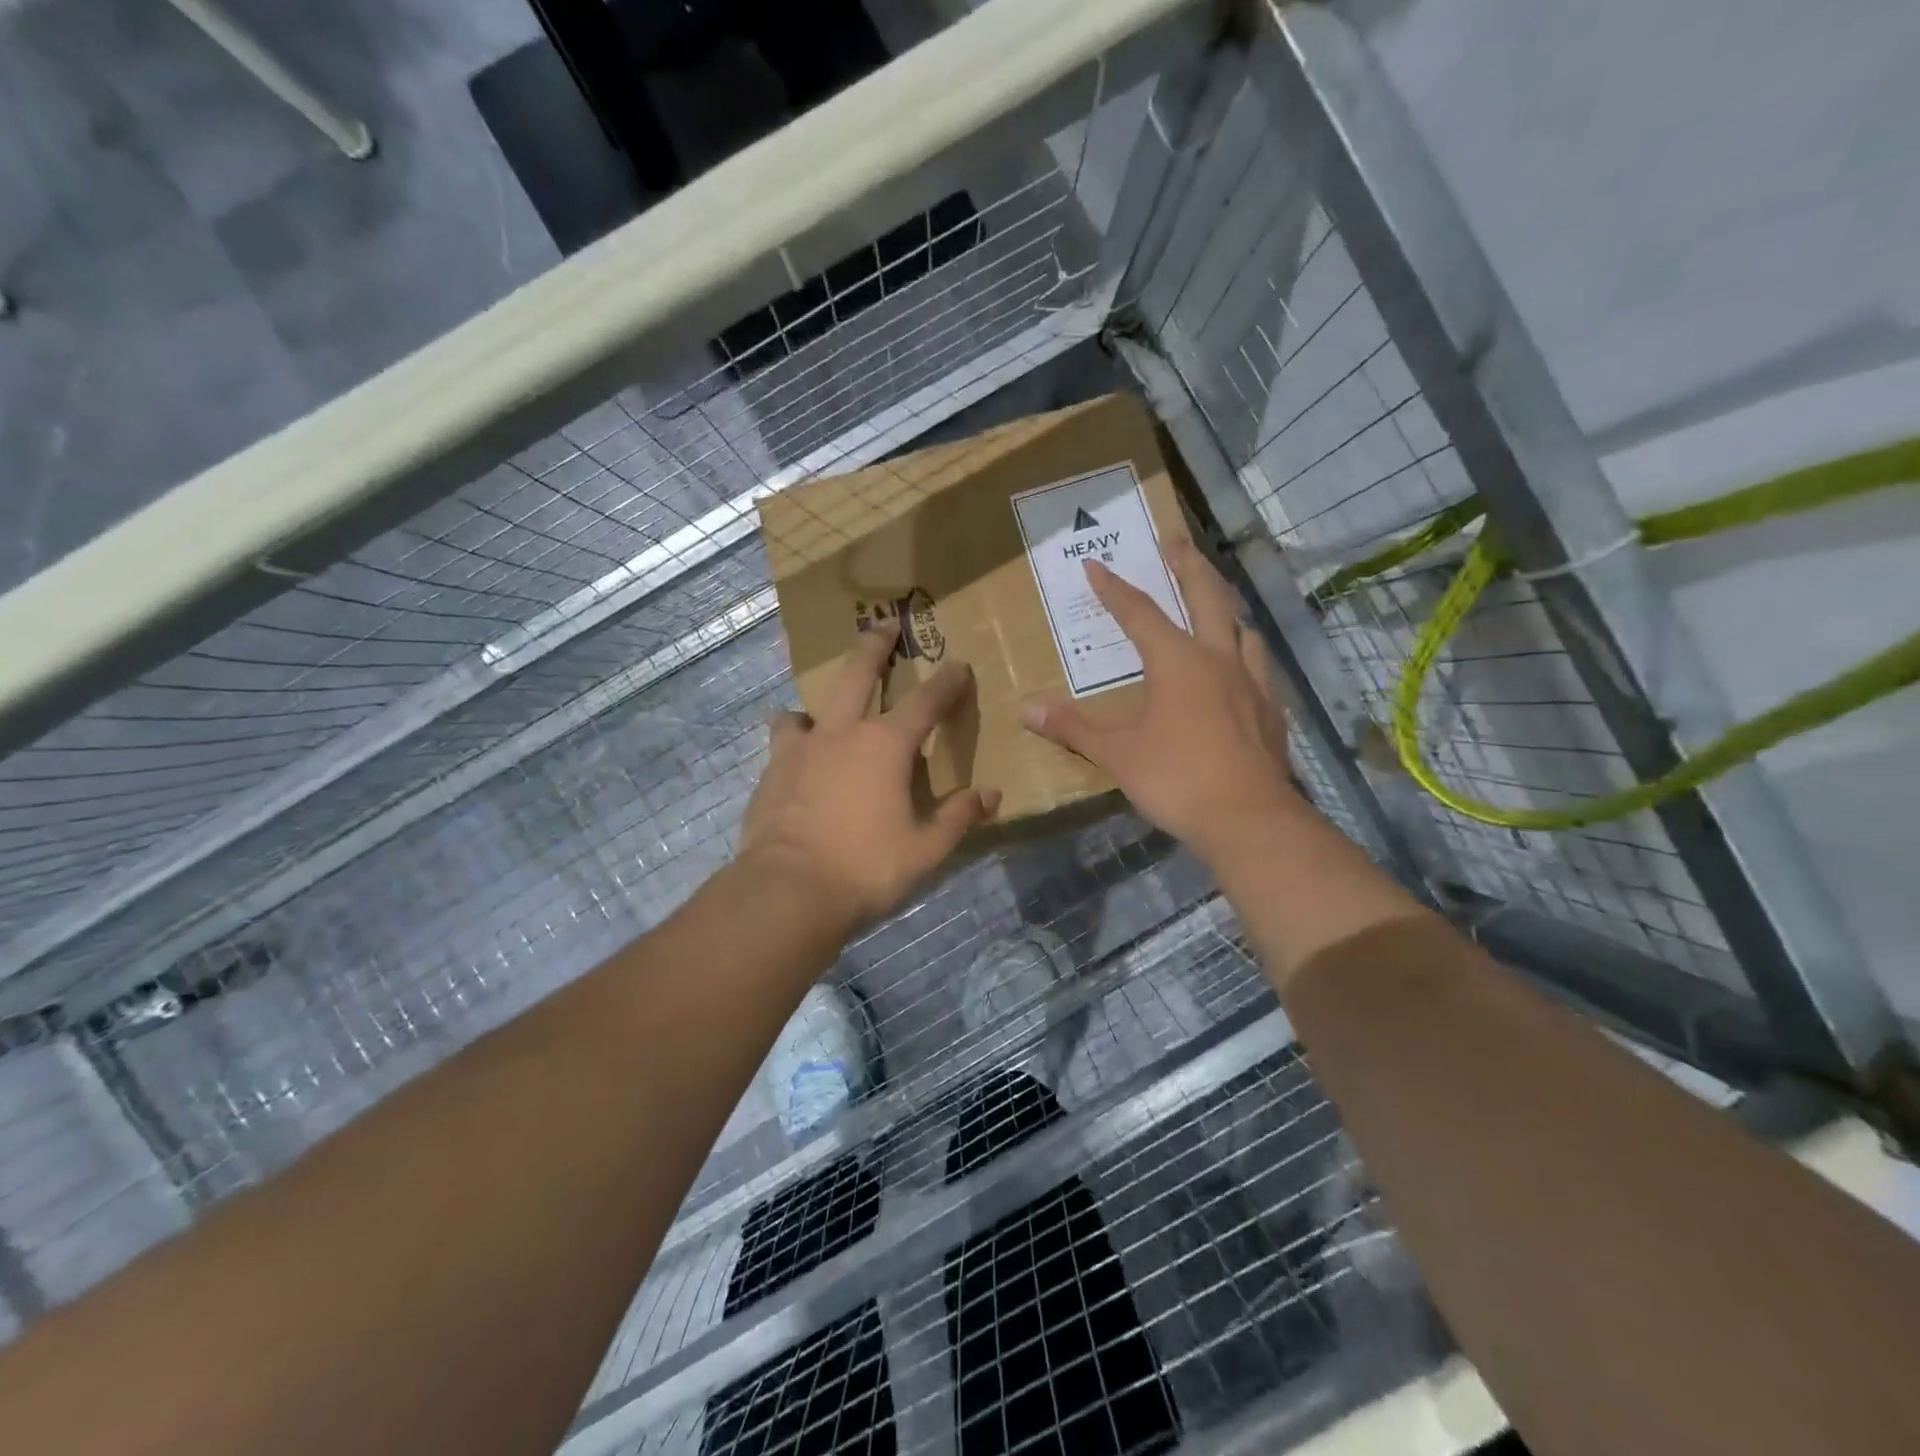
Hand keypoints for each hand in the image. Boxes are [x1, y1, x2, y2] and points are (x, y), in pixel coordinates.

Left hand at [740, 621, 1000, 925]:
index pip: (926, 702)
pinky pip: (783, 743)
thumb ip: (959, 817)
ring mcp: (800, 749)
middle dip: (874, 646)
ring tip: (821, 716)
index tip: (958, 666)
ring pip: (806, 708)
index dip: (947, 683)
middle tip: (883, 624)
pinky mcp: (770, 772)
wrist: (787, 891)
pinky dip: (794, 743)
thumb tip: (991, 795)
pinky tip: (797, 764)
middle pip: (857, 674)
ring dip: (819, 705)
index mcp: (886, 745)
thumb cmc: (866, 868)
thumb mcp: (926, 849)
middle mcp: (842, 733)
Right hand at [1020, 541, 1301, 866]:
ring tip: (1216, 599)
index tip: (1096, 565)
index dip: (1115, 588)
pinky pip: (1258, 666)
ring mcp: (1252, 683)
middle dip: (1188, 566)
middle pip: (1207, 598)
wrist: (1249, 820)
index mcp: (1178, 662)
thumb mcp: (1117, 755)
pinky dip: (1245, 652)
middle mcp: (1218, 660)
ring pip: (1242, 628)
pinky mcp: (1271, 711)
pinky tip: (1242, 667)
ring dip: (1225, 606)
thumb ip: (1074, 729)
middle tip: (1176, 540)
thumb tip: (1027, 711)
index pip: (1140, 613)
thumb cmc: (1177, 779)